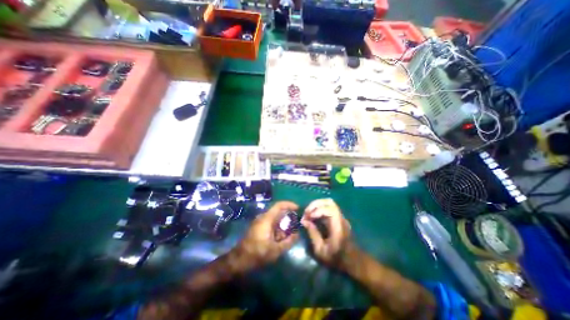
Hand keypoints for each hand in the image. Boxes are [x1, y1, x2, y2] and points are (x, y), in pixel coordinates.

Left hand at [233, 200, 298, 271]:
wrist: (239, 259)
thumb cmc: (257, 253)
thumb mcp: (276, 250)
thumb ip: (288, 241)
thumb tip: (297, 234)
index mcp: (267, 219)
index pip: (279, 205)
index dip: (289, 205)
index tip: (298, 208)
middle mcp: (263, 217)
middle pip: (278, 212)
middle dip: (287, 218)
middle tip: (295, 225)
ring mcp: (259, 221)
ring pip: (274, 218)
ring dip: (282, 225)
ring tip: (287, 235)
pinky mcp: (258, 226)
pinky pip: (270, 223)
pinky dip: (277, 228)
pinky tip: (279, 239)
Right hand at [300, 198, 354, 268]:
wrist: (352, 261)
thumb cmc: (336, 258)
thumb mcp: (321, 250)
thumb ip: (313, 234)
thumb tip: (304, 221)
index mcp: (338, 227)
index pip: (331, 209)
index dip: (318, 210)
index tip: (309, 217)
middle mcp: (340, 218)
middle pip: (329, 202)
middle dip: (315, 204)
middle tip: (306, 213)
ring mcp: (340, 217)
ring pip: (329, 202)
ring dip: (316, 205)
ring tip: (308, 213)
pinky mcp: (337, 218)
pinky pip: (328, 207)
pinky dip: (319, 208)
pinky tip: (313, 215)